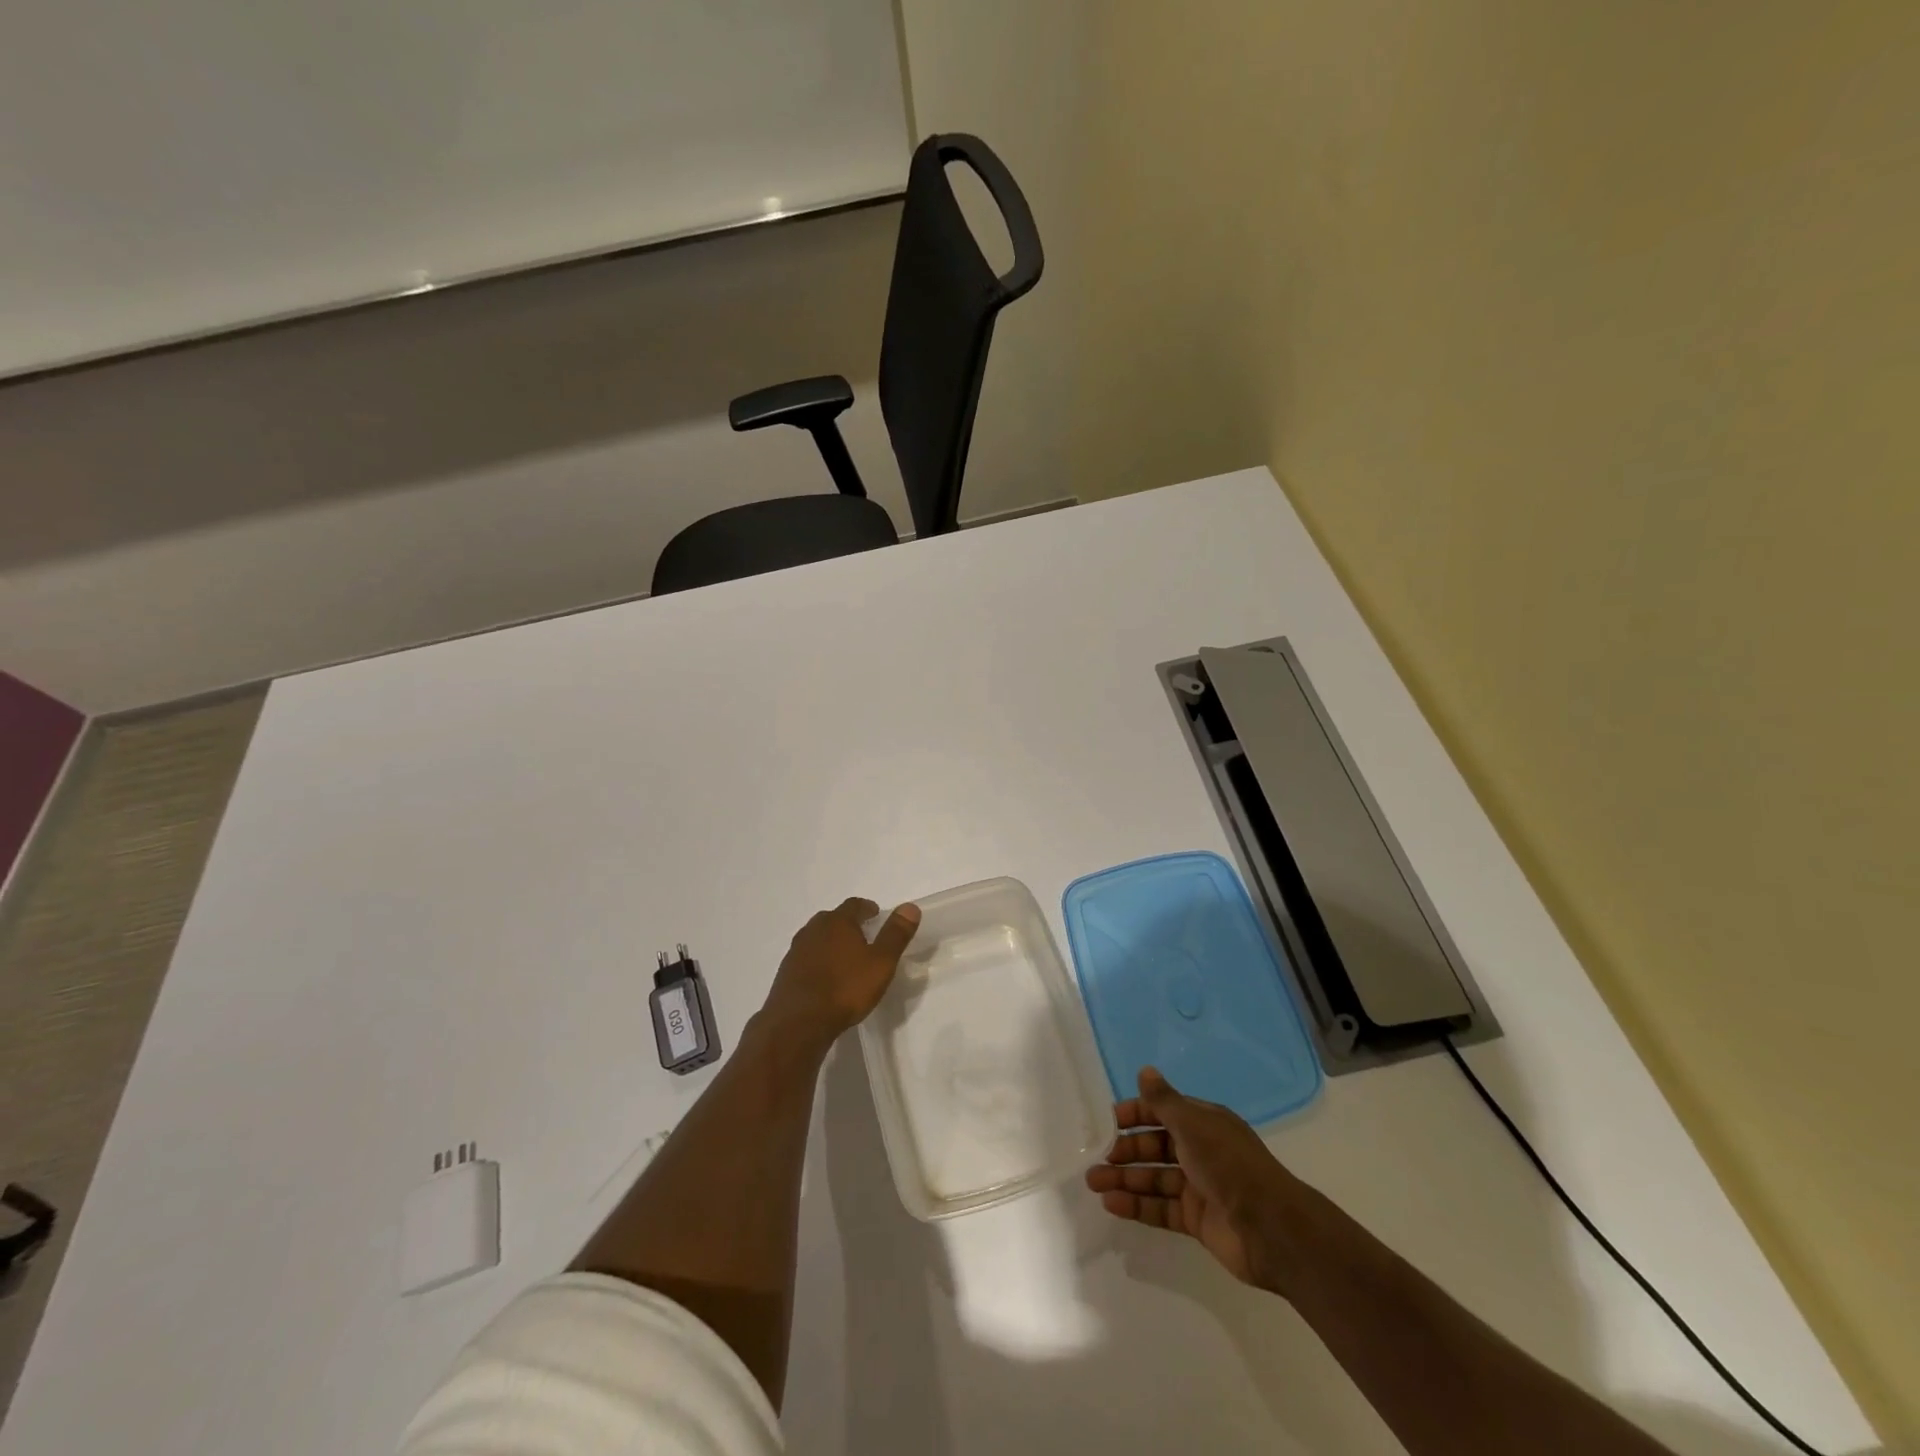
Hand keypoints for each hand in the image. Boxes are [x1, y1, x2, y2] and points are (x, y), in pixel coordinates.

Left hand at [760, 898, 920, 1046]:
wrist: (798, 1022)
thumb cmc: (845, 988)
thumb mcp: (881, 962)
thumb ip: (895, 934)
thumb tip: (910, 907)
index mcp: (837, 922)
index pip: (854, 905)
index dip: (867, 908)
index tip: (876, 914)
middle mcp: (813, 929)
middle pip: (832, 918)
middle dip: (847, 923)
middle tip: (862, 934)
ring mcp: (796, 950)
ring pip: (816, 937)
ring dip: (830, 942)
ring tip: (844, 956)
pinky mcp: (785, 972)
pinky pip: (806, 957)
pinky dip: (817, 960)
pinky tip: (824, 976)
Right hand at [1086, 1067, 1311, 1293]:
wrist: (1270, 1228)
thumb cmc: (1228, 1164)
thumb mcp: (1193, 1124)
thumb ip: (1164, 1101)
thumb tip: (1145, 1070)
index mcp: (1203, 1123)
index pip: (1162, 1112)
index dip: (1135, 1114)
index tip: (1107, 1122)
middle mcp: (1200, 1151)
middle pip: (1154, 1147)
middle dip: (1124, 1151)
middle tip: (1094, 1159)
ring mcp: (1198, 1187)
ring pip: (1154, 1179)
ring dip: (1124, 1179)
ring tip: (1093, 1184)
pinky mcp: (1196, 1220)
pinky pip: (1161, 1208)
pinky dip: (1137, 1206)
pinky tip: (1112, 1205)